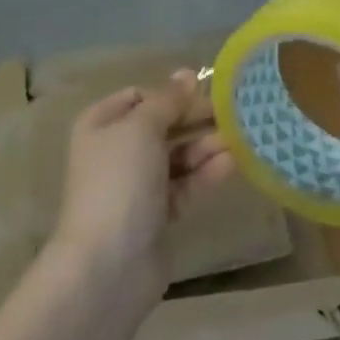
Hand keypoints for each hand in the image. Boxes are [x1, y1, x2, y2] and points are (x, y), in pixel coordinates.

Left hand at [48, 70, 235, 310]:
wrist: (108, 266)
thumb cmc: (119, 182)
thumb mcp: (142, 127)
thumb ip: (168, 100)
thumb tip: (187, 74)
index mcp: (101, 124)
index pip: (141, 96)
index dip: (171, 92)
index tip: (205, 91)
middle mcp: (116, 151)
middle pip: (163, 124)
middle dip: (195, 119)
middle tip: (232, 112)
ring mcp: (136, 184)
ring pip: (177, 155)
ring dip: (205, 145)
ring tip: (238, 137)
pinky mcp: (157, 214)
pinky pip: (185, 183)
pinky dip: (205, 172)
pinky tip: (232, 162)